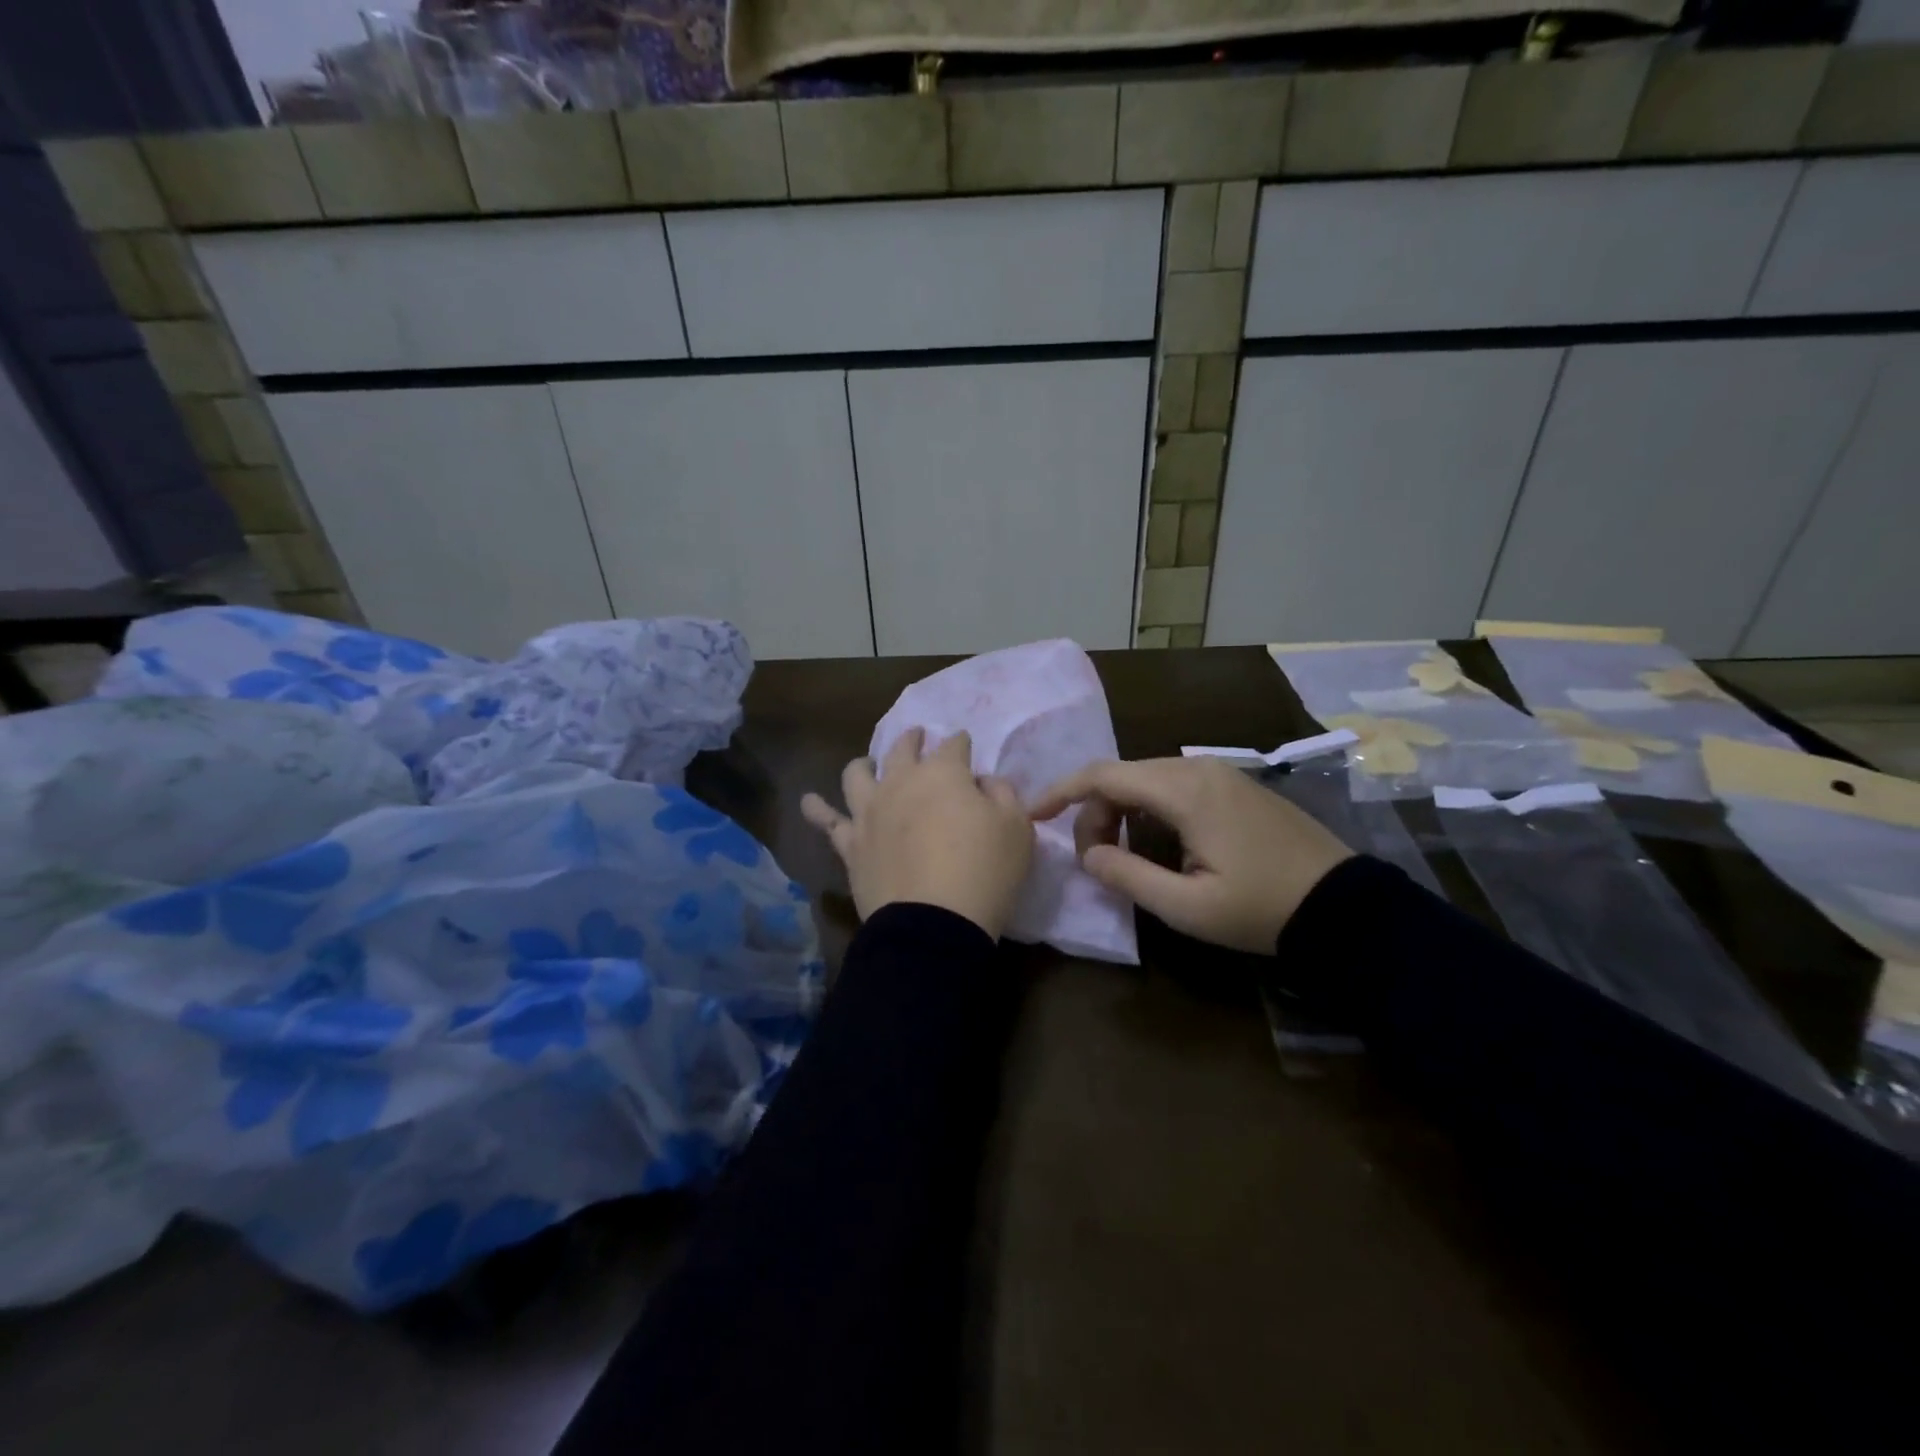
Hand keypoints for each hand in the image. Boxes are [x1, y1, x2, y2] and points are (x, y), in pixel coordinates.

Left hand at [801, 728, 1034, 938]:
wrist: (934, 924)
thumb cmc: (985, 871)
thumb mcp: (1017, 828)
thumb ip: (1003, 794)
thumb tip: (982, 782)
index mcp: (943, 773)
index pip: (954, 745)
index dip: (961, 743)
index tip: (965, 745)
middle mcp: (900, 782)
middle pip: (902, 749)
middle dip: (912, 740)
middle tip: (917, 738)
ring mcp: (869, 812)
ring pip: (856, 774)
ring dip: (864, 765)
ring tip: (867, 764)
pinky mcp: (851, 844)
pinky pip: (827, 822)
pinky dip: (817, 809)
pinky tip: (809, 801)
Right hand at [1028, 756, 1352, 953]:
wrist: (1344, 904)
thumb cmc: (1262, 909)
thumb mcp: (1188, 907)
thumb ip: (1128, 877)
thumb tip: (1089, 854)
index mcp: (1184, 791)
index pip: (1104, 775)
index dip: (1062, 792)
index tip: (1034, 815)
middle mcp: (1198, 768)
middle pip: (1123, 774)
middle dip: (1093, 810)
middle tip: (1092, 858)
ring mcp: (1220, 772)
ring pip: (1147, 777)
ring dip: (1120, 808)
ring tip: (1119, 853)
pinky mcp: (1234, 784)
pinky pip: (1173, 783)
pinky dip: (1147, 806)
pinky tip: (1154, 840)